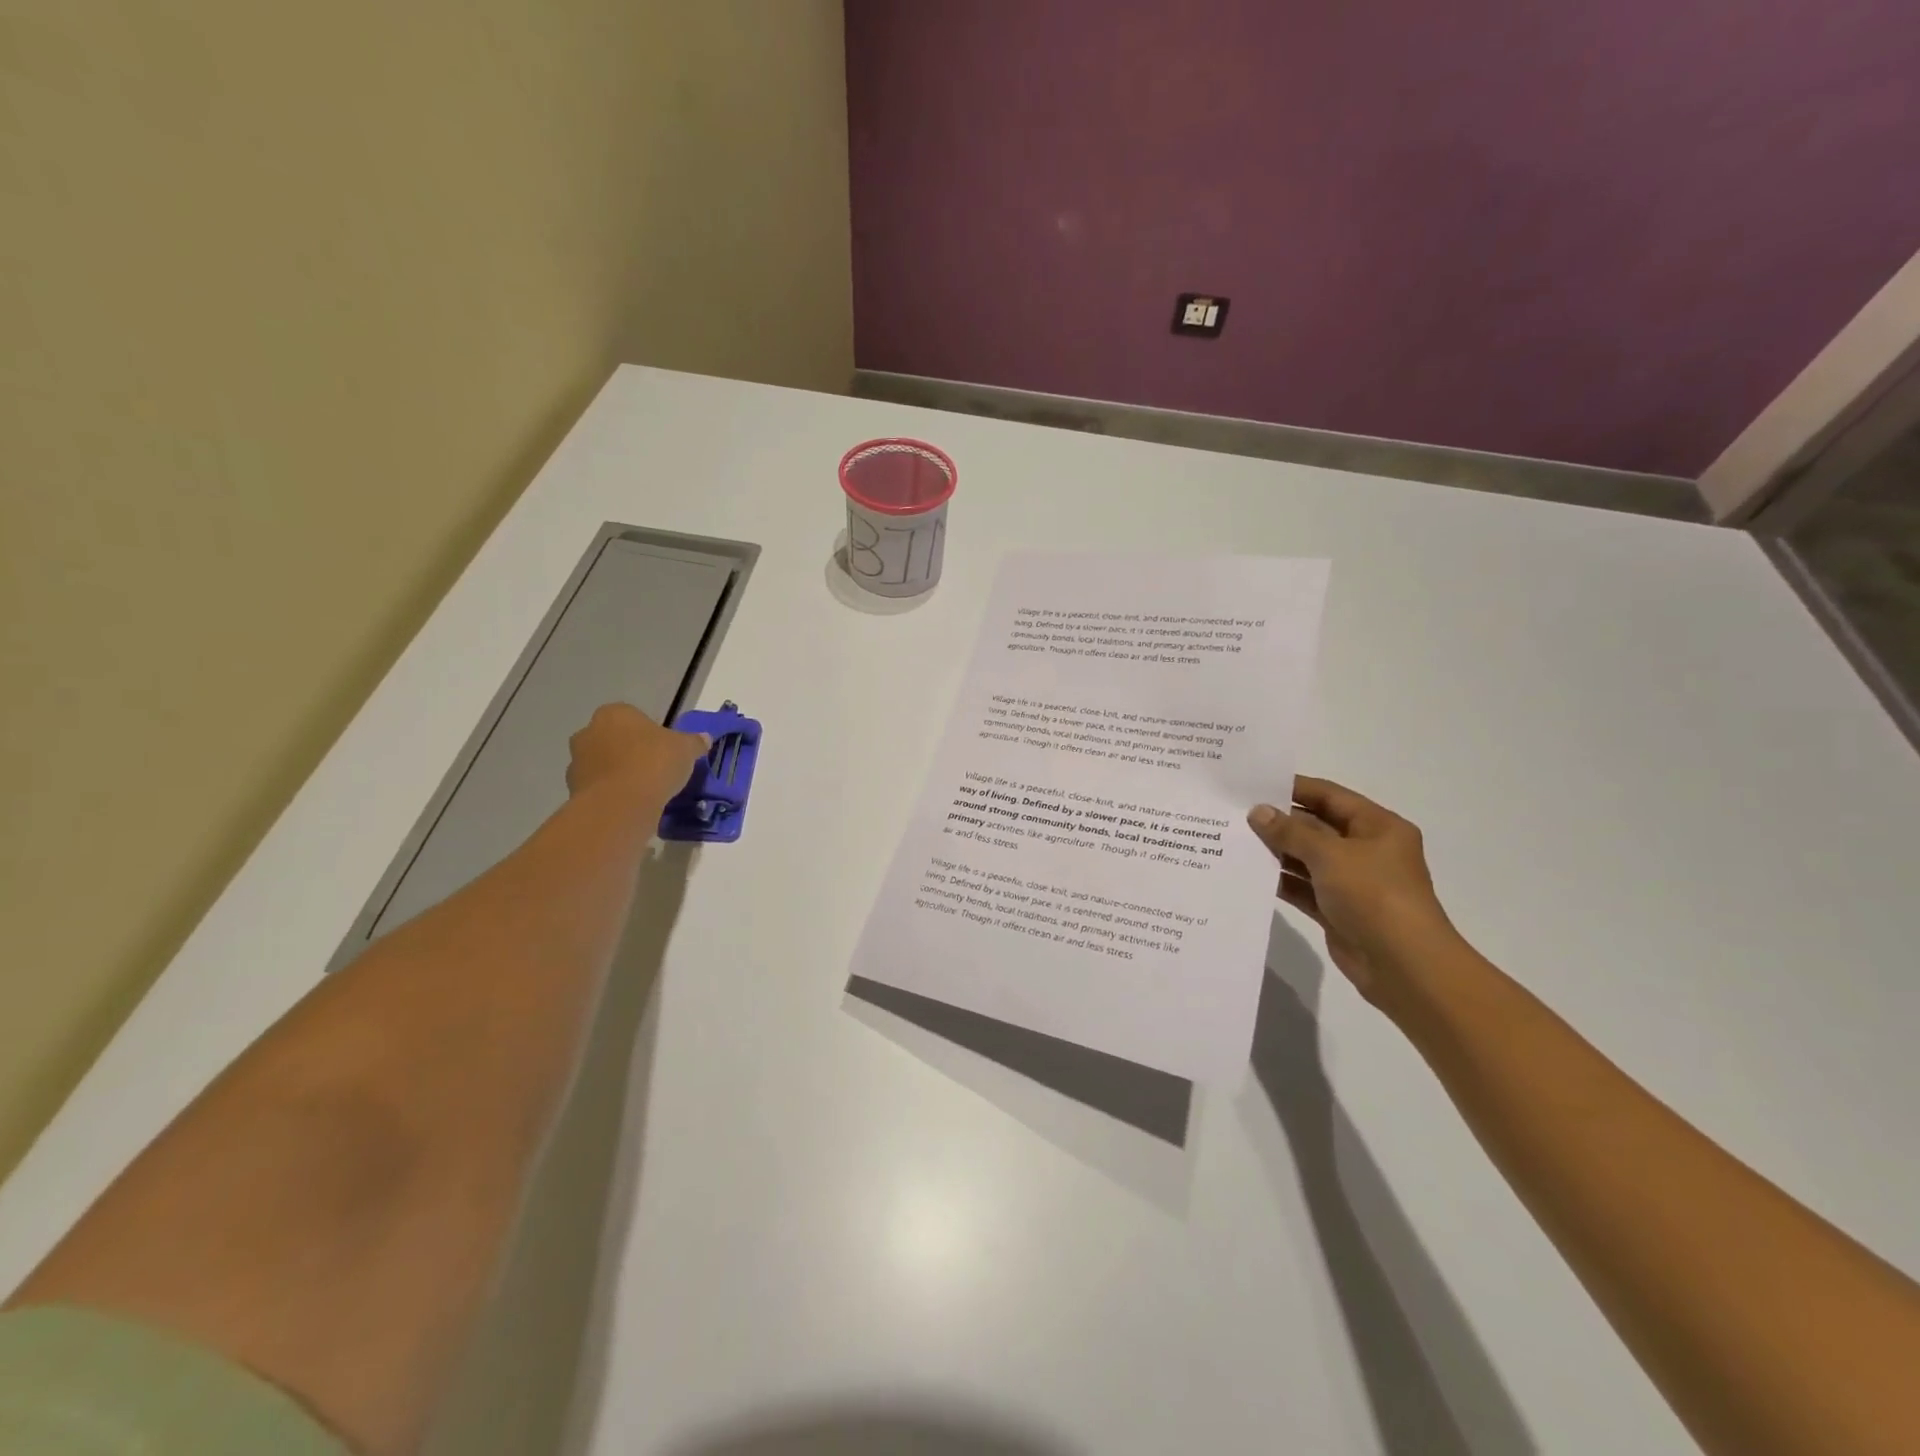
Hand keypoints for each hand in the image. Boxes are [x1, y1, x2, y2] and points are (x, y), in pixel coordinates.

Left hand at [566, 703, 708, 811]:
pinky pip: (598, 787)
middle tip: (654, 769)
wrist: (621, 804)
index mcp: (615, 713)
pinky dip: (611, 793)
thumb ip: (694, 742)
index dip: (651, 734)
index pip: (634, 717)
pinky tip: (630, 804)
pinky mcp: (572, 789)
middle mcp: (589, 731)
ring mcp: (577, 761)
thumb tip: (704, 738)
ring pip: (603, 763)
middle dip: (629, 751)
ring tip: (643, 791)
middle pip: (614, 739)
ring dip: (618, 773)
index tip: (665, 750)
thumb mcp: (686, 749)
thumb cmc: (654, 763)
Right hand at [1247, 777, 1463, 1007]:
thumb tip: (1258, 812)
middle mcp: (1366, 850)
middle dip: (1279, 821)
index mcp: (1378, 827)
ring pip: (1307, 858)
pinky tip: (1249, 873)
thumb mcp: (1330, 855)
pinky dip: (1280, 881)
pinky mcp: (1337, 909)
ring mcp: (1352, 882)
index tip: (1253, 784)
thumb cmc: (1374, 895)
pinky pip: (1303, 887)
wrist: (1403, 965)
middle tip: (1235, 814)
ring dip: (1276, 852)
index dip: (1294, 788)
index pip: (1330, 796)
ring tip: (1234, 841)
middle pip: (1316, 827)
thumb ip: (1291, 832)